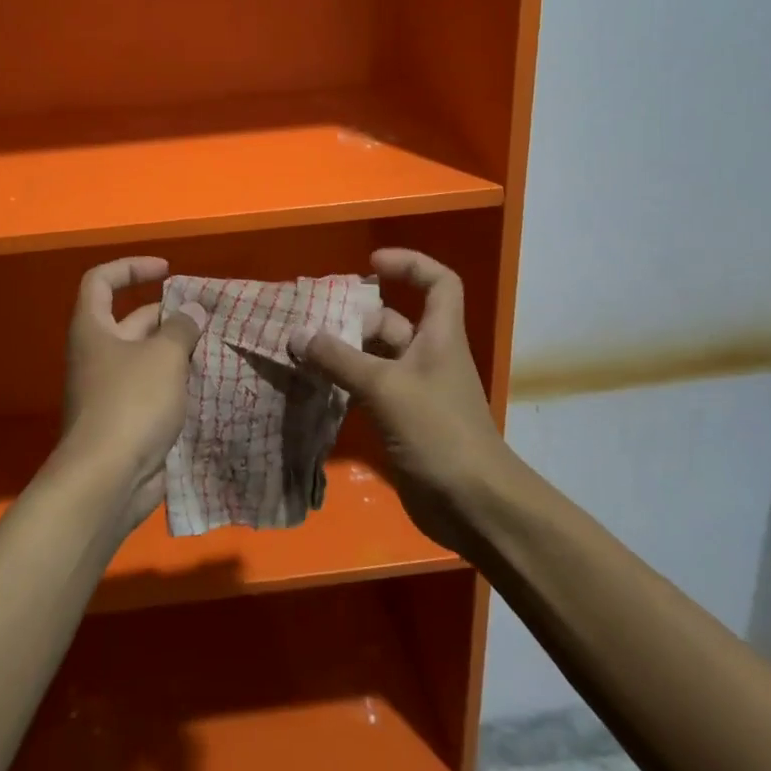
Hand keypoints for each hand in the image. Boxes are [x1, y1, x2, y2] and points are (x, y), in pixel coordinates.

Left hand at [58, 257, 205, 535]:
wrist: (107, 480)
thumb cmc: (131, 403)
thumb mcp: (163, 356)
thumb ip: (182, 328)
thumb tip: (193, 311)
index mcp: (94, 329)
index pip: (101, 281)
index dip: (131, 267)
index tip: (167, 271)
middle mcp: (99, 355)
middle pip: (133, 320)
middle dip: (171, 315)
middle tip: (211, 317)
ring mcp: (112, 390)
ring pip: (149, 358)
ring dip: (180, 351)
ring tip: (219, 347)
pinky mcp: (128, 421)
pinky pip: (156, 391)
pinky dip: (180, 385)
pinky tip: (212, 384)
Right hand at [290, 248, 513, 556]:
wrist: (473, 505)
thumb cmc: (438, 431)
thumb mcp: (385, 388)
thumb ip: (339, 360)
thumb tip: (297, 334)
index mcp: (439, 336)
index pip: (438, 282)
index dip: (409, 264)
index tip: (371, 265)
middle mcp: (429, 356)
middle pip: (393, 321)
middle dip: (356, 317)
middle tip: (314, 320)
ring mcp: (416, 390)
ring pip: (376, 357)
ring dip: (344, 353)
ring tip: (302, 350)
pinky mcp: (402, 421)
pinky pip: (369, 389)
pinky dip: (344, 384)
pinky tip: (314, 386)